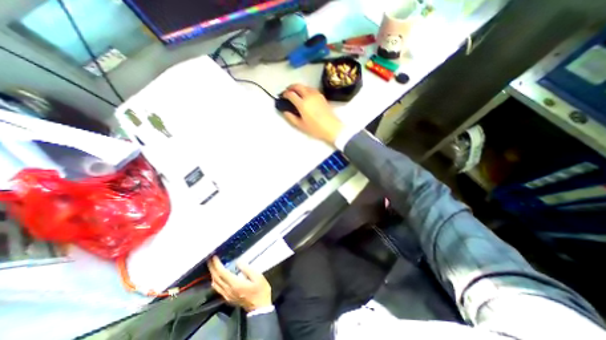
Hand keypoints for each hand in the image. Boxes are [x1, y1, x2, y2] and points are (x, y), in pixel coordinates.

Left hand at [209, 256, 272, 312]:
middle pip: (216, 278)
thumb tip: (238, 262)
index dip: (217, 264)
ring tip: (212, 266)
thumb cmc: (260, 290)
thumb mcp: (258, 277)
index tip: (214, 257)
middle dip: (212, 268)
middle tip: (210, 259)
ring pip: (215, 284)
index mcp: (235, 284)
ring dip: (212, 274)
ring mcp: (227, 295)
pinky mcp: (228, 298)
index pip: (222, 273)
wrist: (259, 307)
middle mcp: (228, 290)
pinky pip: (218, 289)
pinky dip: (215, 281)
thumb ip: (247, 269)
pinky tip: (217, 277)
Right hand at [282, 83, 342, 144]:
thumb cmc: (316, 128)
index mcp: (303, 104)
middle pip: (298, 86)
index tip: (283, 96)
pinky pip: (311, 89)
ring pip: (305, 86)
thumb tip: (285, 112)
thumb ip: (291, 118)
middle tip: (287, 91)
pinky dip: (306, 89)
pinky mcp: (322, 96)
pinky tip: (305, 95)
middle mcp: (309, 96)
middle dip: (291, 87)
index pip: (291, 94)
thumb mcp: (301, 125)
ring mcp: (316, 95)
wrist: (332, 128)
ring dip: (298, 87)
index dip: (285, 94)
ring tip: (296, 92)